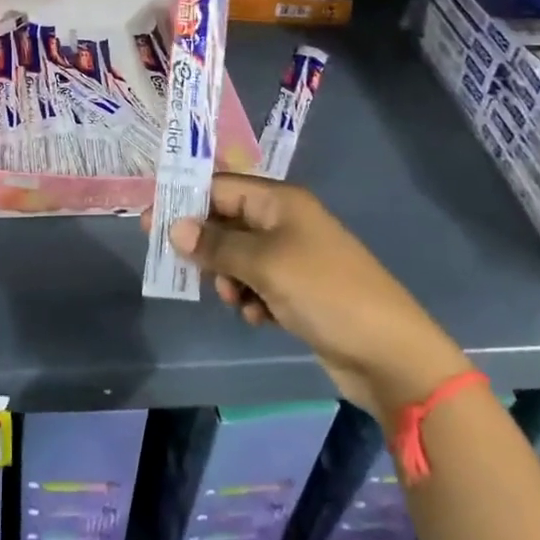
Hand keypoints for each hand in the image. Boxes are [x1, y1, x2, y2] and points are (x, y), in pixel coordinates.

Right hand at [148, 175, 471, 418]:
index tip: (150, 224)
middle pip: (227, 222)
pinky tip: (259, 317)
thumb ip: (216, 244)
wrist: (390, 353)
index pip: (220, 187)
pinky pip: (257, 284)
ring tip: (237, 300)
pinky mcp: (299, 291)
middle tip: (188, 271)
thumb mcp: (264, 263)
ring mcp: (294, 257)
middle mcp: (285, 222)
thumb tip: (174, 228)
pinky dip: (251, 298)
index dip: (184, 202)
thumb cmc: (325, 292)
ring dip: (229, 278)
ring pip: (239, 257)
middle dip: (207, 247)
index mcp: (280, 201)